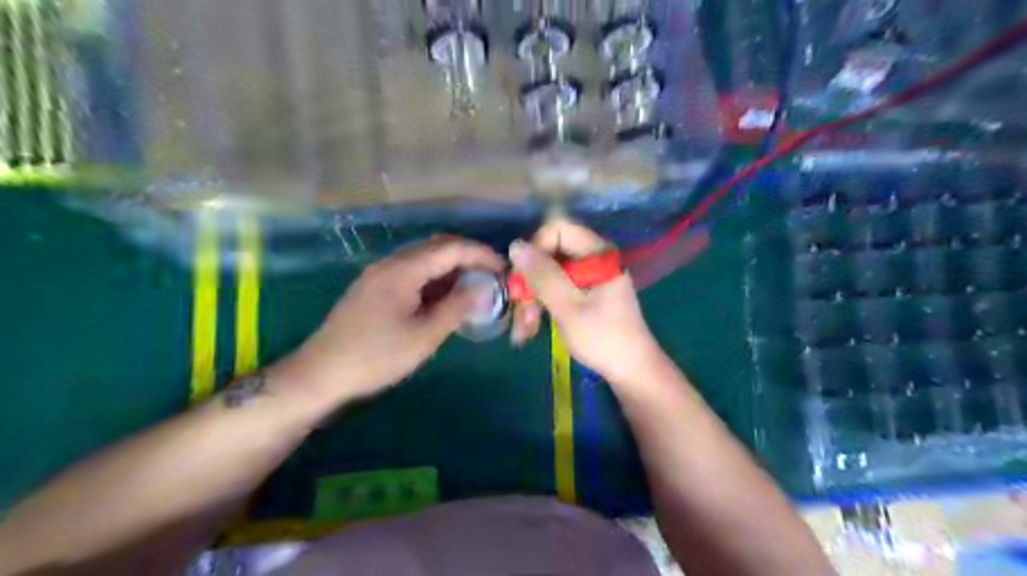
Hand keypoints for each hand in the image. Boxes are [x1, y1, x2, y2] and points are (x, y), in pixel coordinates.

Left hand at [267, 237, 501, 401]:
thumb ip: (456, 308)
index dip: (481, 254)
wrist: (320, 375)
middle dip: (469, 258)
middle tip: (492, 278)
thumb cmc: (375, 356)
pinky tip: (445, 298)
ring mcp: (380, 275)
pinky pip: (412, 273)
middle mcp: (391, 263)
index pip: (451, 248)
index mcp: (403, 270)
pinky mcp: (374, 288)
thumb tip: (484, 290)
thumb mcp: (424, 336)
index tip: (504, 269)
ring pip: (425, 260)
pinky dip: (435, 280)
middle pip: (437, 248)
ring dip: (452, 269)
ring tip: (475, 288)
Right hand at [507, 220, 665, 386]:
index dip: (536, 249)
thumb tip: (515, 245)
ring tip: (525, 331)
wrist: (630, 371)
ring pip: (548, 276)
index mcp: (597, 253)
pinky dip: (541, 307)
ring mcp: (588, 278)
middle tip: (521, 313)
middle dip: (530, 284)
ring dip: (532, 301)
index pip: (558, 230)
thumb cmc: (604, 338)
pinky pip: (555, 290)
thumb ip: (543, 275)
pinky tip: (531, 330)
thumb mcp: (569, 307)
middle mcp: (593, 259)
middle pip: (549, 255)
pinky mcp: (583, 294)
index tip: (524, 278)